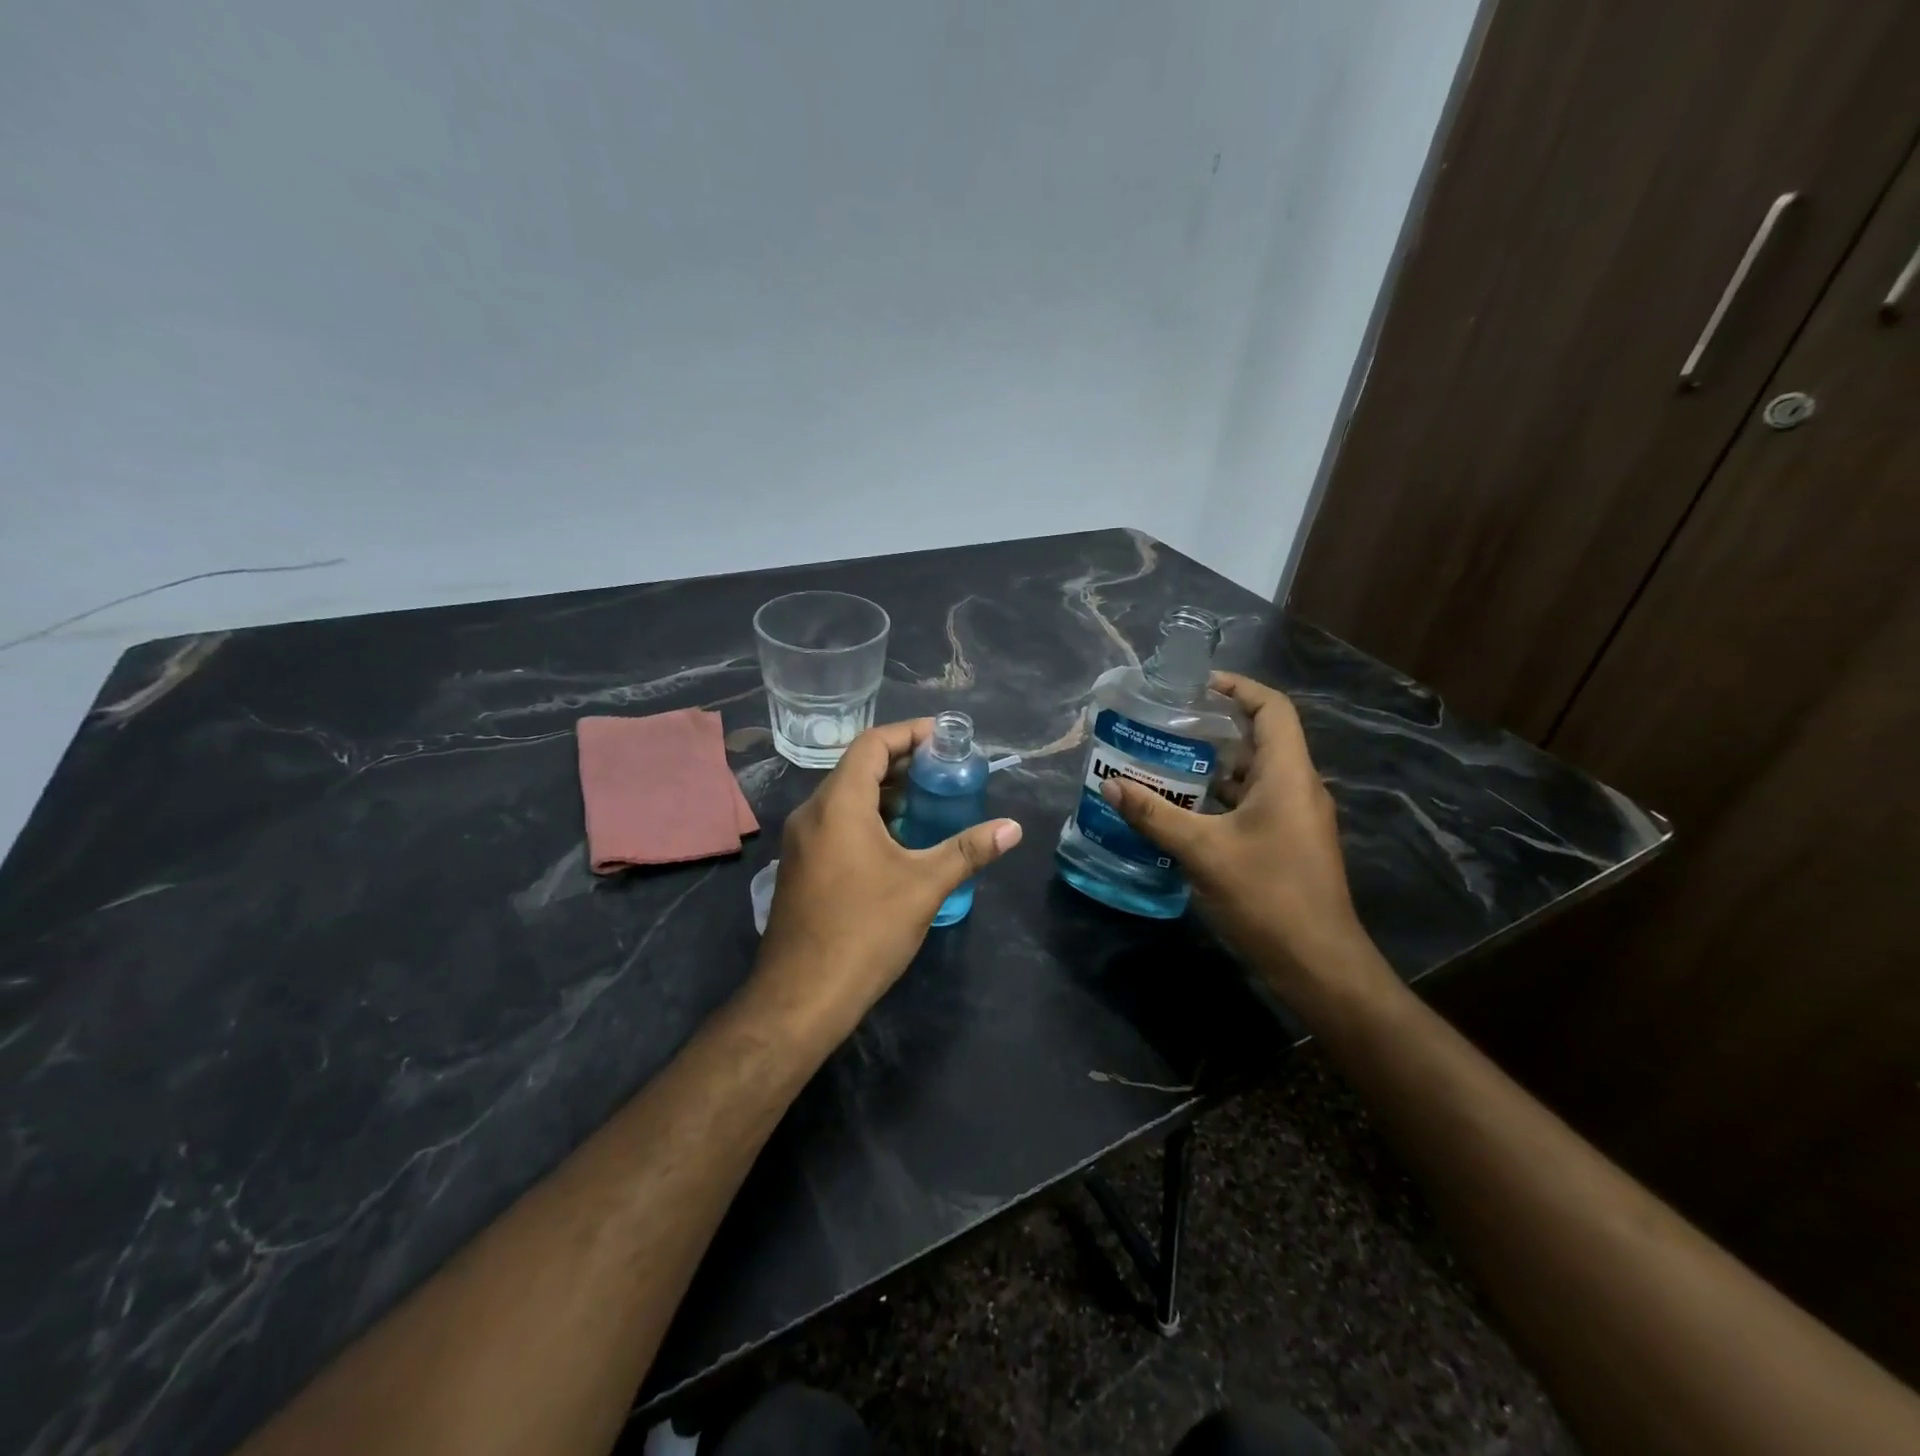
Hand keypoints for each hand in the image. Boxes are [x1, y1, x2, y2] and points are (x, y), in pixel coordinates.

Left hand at [752, 720, 1021, 1040]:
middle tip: (945, 770)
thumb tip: (1013, 828)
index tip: (945, 738)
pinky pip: (837, 822)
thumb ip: (968, 850)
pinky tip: (900, 840)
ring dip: (886, 792)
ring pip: (846, 797)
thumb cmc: (865, 930)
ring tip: (930, 800)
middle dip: (902, 762)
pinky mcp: (801, 865)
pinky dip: (869, 817)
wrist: (802, 996)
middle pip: (858, 767)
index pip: (872, 744)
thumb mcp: (925, 885)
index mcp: (838, 804)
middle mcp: (813, 813)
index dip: (909, 733)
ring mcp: (802, 841)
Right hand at [1099, 674, 1369, 991]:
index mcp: (1288, 775)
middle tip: (1167, 726)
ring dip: (1215, 766)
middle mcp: (1298, 788)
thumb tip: (1111, 785)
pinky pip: (1255, 803)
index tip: (1196, 686)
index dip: (1238, 688)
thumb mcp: (1202, 852)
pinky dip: (1222, 798)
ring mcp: (1297, 818)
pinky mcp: (1289, 843)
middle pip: (1261, 738)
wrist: (1318, 964)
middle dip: (1215, 727)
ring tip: (1166, 763)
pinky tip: (1185, 811)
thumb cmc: (1267, 896)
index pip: (1272, 709)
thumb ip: (1154, 815)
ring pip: (1256, 774)